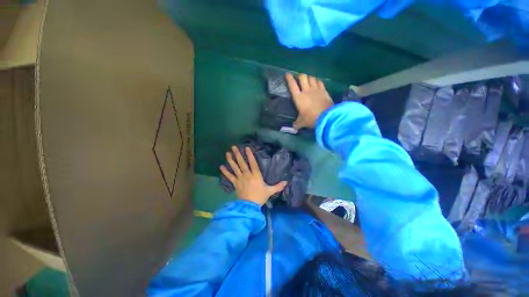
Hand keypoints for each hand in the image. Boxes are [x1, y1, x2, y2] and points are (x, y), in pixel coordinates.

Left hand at [220, 146, 286, 205]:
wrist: (249, 206)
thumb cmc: (260, 197)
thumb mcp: (270, 191)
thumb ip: (278, 186)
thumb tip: (287, 182)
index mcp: (256, 175)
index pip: (252, 163)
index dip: (250, 155)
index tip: (246, 147)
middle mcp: (247, 175)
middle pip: (242, 163)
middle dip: (238, 155)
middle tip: (233, 147)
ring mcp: (240, 179)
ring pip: (235, 168)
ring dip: (231, 160)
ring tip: (227, 153)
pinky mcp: (235, 184)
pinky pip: (230, 177)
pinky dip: (225, 172)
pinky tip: (221, 166)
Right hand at [286, 73, 332, 128]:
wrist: (326, 117)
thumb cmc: (311, 119)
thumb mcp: (302, 122)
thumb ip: (297, 124)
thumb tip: (294, 127)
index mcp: (298, 97)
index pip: (292, 85)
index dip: (289, 78)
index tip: (287, 74)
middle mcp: (306, 90)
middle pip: (302, 77)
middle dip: (300, 76)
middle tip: (299, 78)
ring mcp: (316, 89)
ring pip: (311, 78)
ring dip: (309, 78)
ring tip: (308, 80)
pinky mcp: (324, 90)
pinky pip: (320, 82)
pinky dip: (317, 81)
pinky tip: (317, 83)